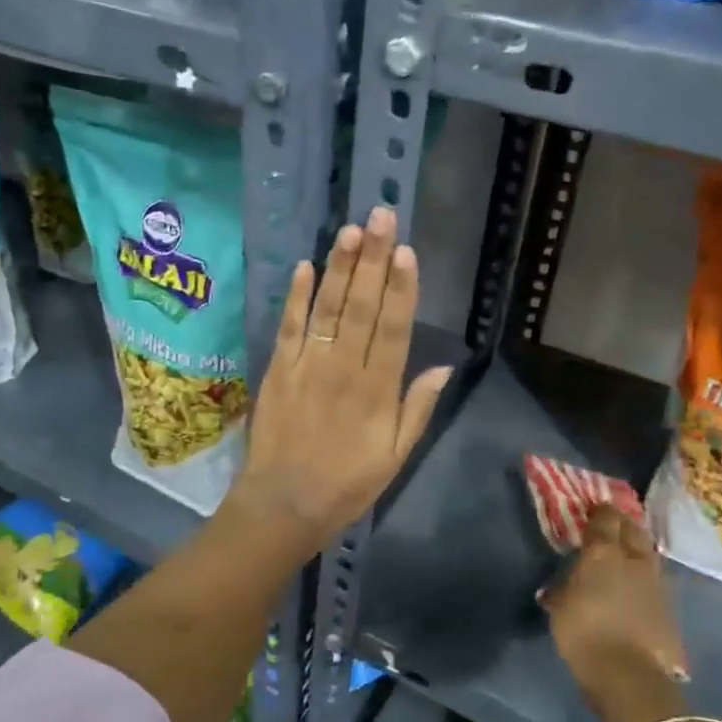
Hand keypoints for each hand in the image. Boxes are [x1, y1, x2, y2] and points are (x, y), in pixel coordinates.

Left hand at [231, 205, 451, 553]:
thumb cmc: (346, 484)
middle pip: (362, 307)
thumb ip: (418, 409)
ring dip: (340, 268)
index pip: (394, 328)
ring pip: (327, 308)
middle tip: (381, 217)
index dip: (402, 288)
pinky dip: (296, 296)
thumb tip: (443, 367)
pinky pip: (289, 326)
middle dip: (374, 260)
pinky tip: (304, 266)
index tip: (407, 251)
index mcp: (378, 390)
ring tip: (351, 231)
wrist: (284, 504)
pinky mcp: (278, 369)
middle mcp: (344, 368)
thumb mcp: (396, 456)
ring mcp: (307, 366)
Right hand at [540, 506, 686, 718]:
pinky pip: (654, 579)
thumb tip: (557, 586)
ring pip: (648, 552)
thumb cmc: (585, 633)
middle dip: (622, 523)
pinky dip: (644, 575)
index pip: (605, 518)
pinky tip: (636, 585)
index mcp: (604, 552)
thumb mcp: (560, 608)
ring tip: (624, 553)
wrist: (629, 675)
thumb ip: (561, 589)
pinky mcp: (669, 606)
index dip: (598, 511)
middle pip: (633, 529)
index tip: (590, 510)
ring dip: (637, 547)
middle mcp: (634, 559)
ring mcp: (656, 582)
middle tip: (610, 526)